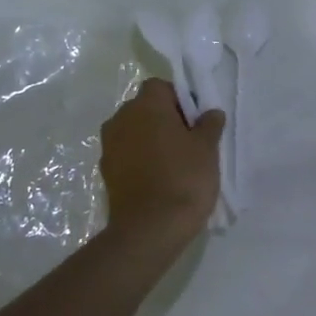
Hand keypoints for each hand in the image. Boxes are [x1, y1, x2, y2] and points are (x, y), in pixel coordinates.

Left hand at [100, 79, 224, 251]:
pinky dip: (140, 160)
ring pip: (134, 131)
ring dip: (151, 140)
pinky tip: (158, 180)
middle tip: (188, 142)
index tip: (195, 122)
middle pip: (145, 108)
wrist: (150, 229)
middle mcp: (121, 118)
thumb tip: (210, 112)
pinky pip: (127, 154)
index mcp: (146, 105)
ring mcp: (109, 146)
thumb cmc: (184, 178)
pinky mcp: (105, 171)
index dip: (180, 100)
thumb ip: (209, 124)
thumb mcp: (207, 148)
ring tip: (174, 163)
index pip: (161, 87)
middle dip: (164, 119)